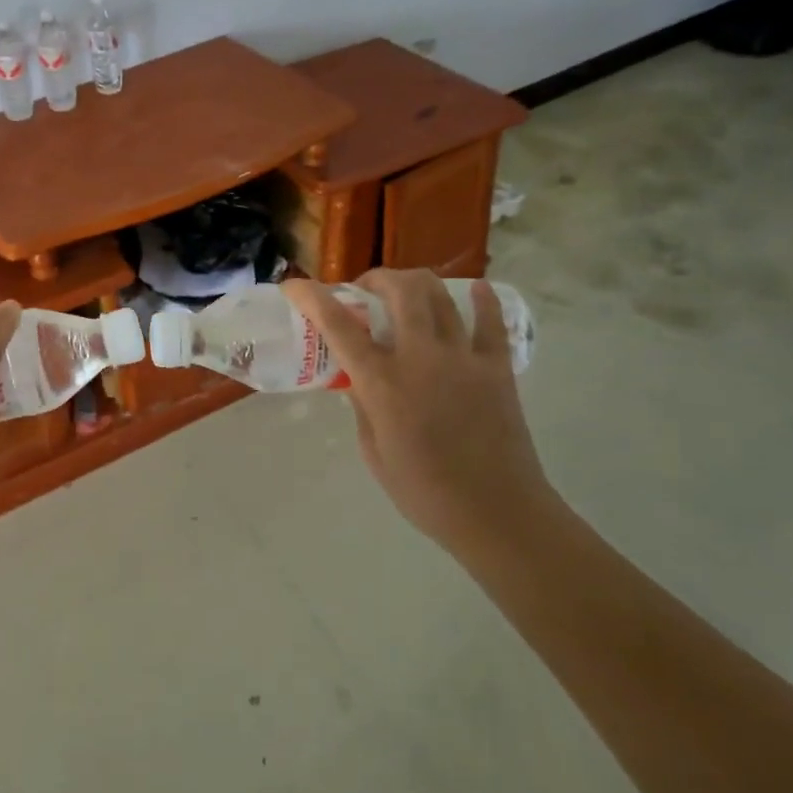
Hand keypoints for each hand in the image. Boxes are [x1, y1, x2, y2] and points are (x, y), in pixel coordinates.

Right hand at [281, 271, 550, 549]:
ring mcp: (463, 358)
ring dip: (416, 283)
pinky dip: (482, 300)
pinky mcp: (497, 368)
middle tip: (366, 290)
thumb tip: (359, 378)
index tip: (295, 285)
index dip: (312, 297)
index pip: (338, 325)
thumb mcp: (373, 451)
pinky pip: (491, 322)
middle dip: (377, 278)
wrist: (497, 514)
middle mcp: (421, 358)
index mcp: (382, 382)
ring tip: (407, 291)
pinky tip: (476, 290)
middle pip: (399, 290)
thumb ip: (363, 406)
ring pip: (440, 296)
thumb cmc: (424, 491)